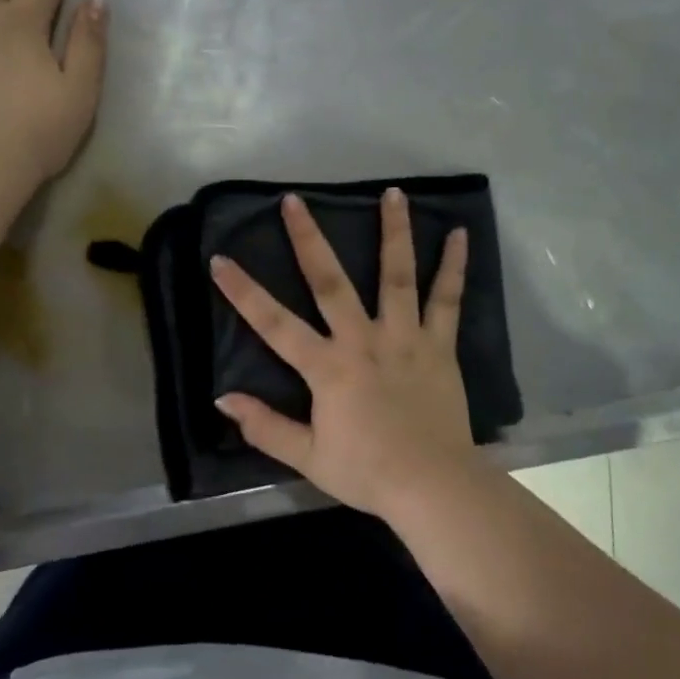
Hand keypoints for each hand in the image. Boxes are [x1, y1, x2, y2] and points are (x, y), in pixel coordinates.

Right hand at [210, 189, 477, 520]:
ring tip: (392, 193)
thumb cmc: (367, 472)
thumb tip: (223, 400)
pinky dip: (453, 266)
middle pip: (330, 281)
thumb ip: (264, 426)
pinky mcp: (439, 345)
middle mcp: (363, 340)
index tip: (220, 260)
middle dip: (309, 239)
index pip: (274, 324)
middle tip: (294, 201)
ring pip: (396, 276)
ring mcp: (404, 337)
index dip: (244, 292)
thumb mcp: (307, 457)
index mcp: (327, 367)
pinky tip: (460, 234)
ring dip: (393, 232)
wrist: (433, 485)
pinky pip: (446, 300)